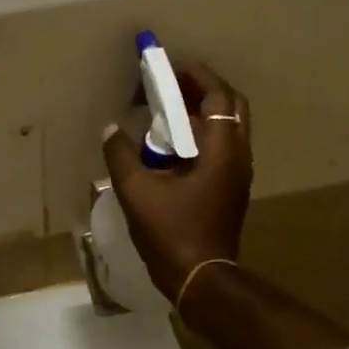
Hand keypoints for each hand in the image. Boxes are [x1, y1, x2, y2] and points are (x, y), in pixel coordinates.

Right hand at [102, 60, 253, 301]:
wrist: (201, 279)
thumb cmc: (172, 233)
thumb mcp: (137, 192)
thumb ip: (121, 155)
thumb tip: (111, 130)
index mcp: (222, 150)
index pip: (218, 95)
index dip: (194, 76)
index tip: (167, 69)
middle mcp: (237, 155)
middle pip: (229, 106)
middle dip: (199, 90)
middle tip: (168, 88)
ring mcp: (237, 173)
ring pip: (226, 127)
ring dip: (198, 113)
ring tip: (163, 114)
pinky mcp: (230, 188)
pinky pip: (219, 147)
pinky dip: (198, 136)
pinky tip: (168, 148)